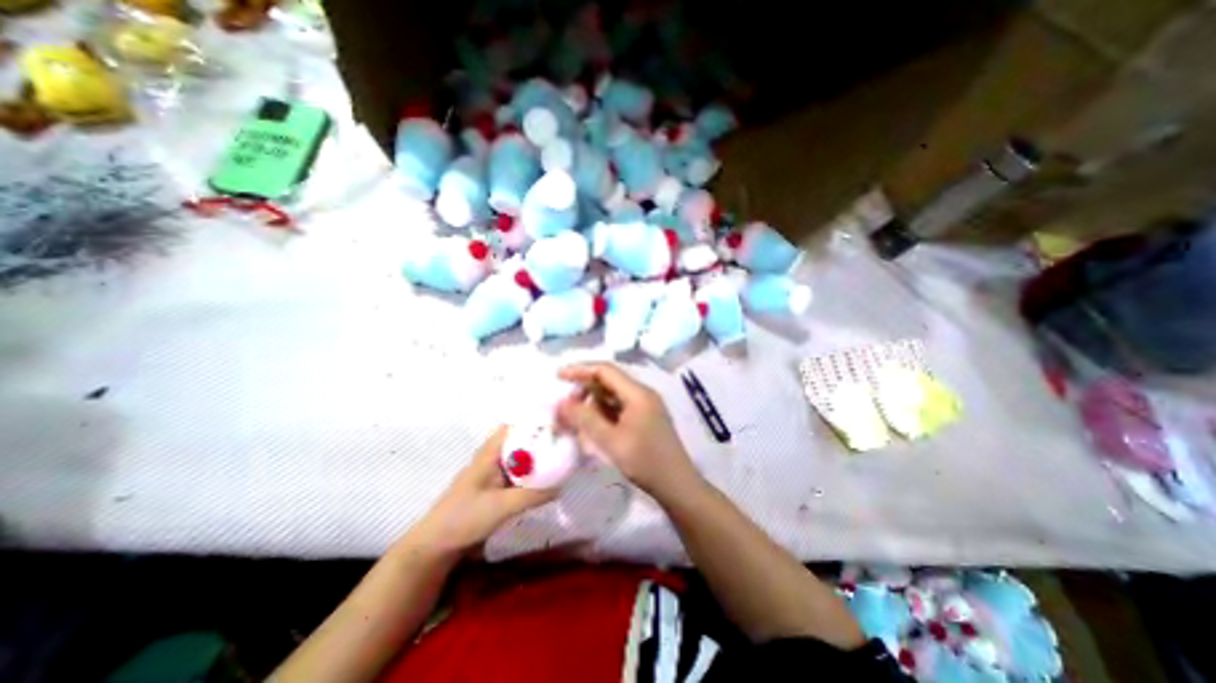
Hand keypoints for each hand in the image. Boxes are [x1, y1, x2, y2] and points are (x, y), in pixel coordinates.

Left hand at [409, 428, 557, 553]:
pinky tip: (546, 482)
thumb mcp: (502, 506)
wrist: (436, 547)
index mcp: (489, 454)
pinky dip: (531, 476)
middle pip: (519, 442)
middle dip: (540, 442)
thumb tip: (561, 485)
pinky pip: (518, 477)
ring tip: (560, 460)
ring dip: (537, 460)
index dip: (532, 423)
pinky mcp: (495, 491)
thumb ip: (532, 495)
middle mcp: (492, 459)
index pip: (512, 428)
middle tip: (563, 444)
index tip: (556, 426)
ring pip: (520, 460)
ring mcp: (493, 475)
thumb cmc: (464, 518)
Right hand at [555, 362, 697, 494]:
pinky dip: (602, 414)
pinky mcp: (644, 418)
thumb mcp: (610, 440)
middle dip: (584, 390)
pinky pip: (618, 408)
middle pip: (608, 381)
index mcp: (637, 393)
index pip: (605, 370)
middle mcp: (642, 394)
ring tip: (576, 421)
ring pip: (612, 396)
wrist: (676, 484)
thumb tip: (561, 403)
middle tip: (566, 408)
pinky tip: (592, 427)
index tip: (558, 377)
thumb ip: (585, 419)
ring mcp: (645, 406)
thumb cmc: (645, 461)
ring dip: (592, 404)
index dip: (580, 370)